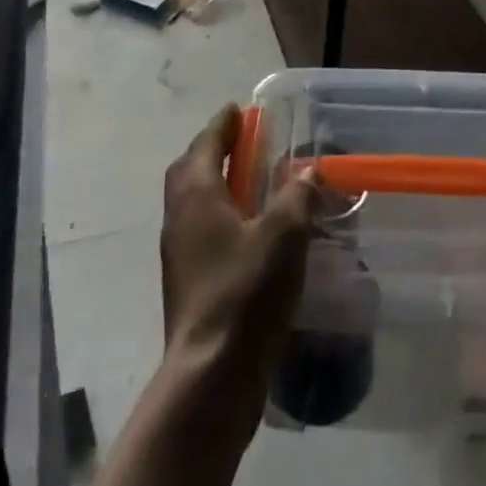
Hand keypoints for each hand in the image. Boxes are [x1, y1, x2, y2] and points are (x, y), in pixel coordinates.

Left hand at [159, 105, 317, 444]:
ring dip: (217, 184)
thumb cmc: (245, 292)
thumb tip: (306, 170)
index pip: (205, 144)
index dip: (221, 124)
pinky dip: (221, 217)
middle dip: (213, 151)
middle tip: (243, 143)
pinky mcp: (187, 284)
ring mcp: (179, 254)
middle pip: (190, 171)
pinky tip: (250, 232)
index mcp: (196, 195)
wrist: (211, 376)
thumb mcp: (284, 234)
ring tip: (251, 184)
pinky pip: (201, 232)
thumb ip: (297, 195)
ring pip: (193, 203)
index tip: (237, 109)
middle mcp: (179, 218)